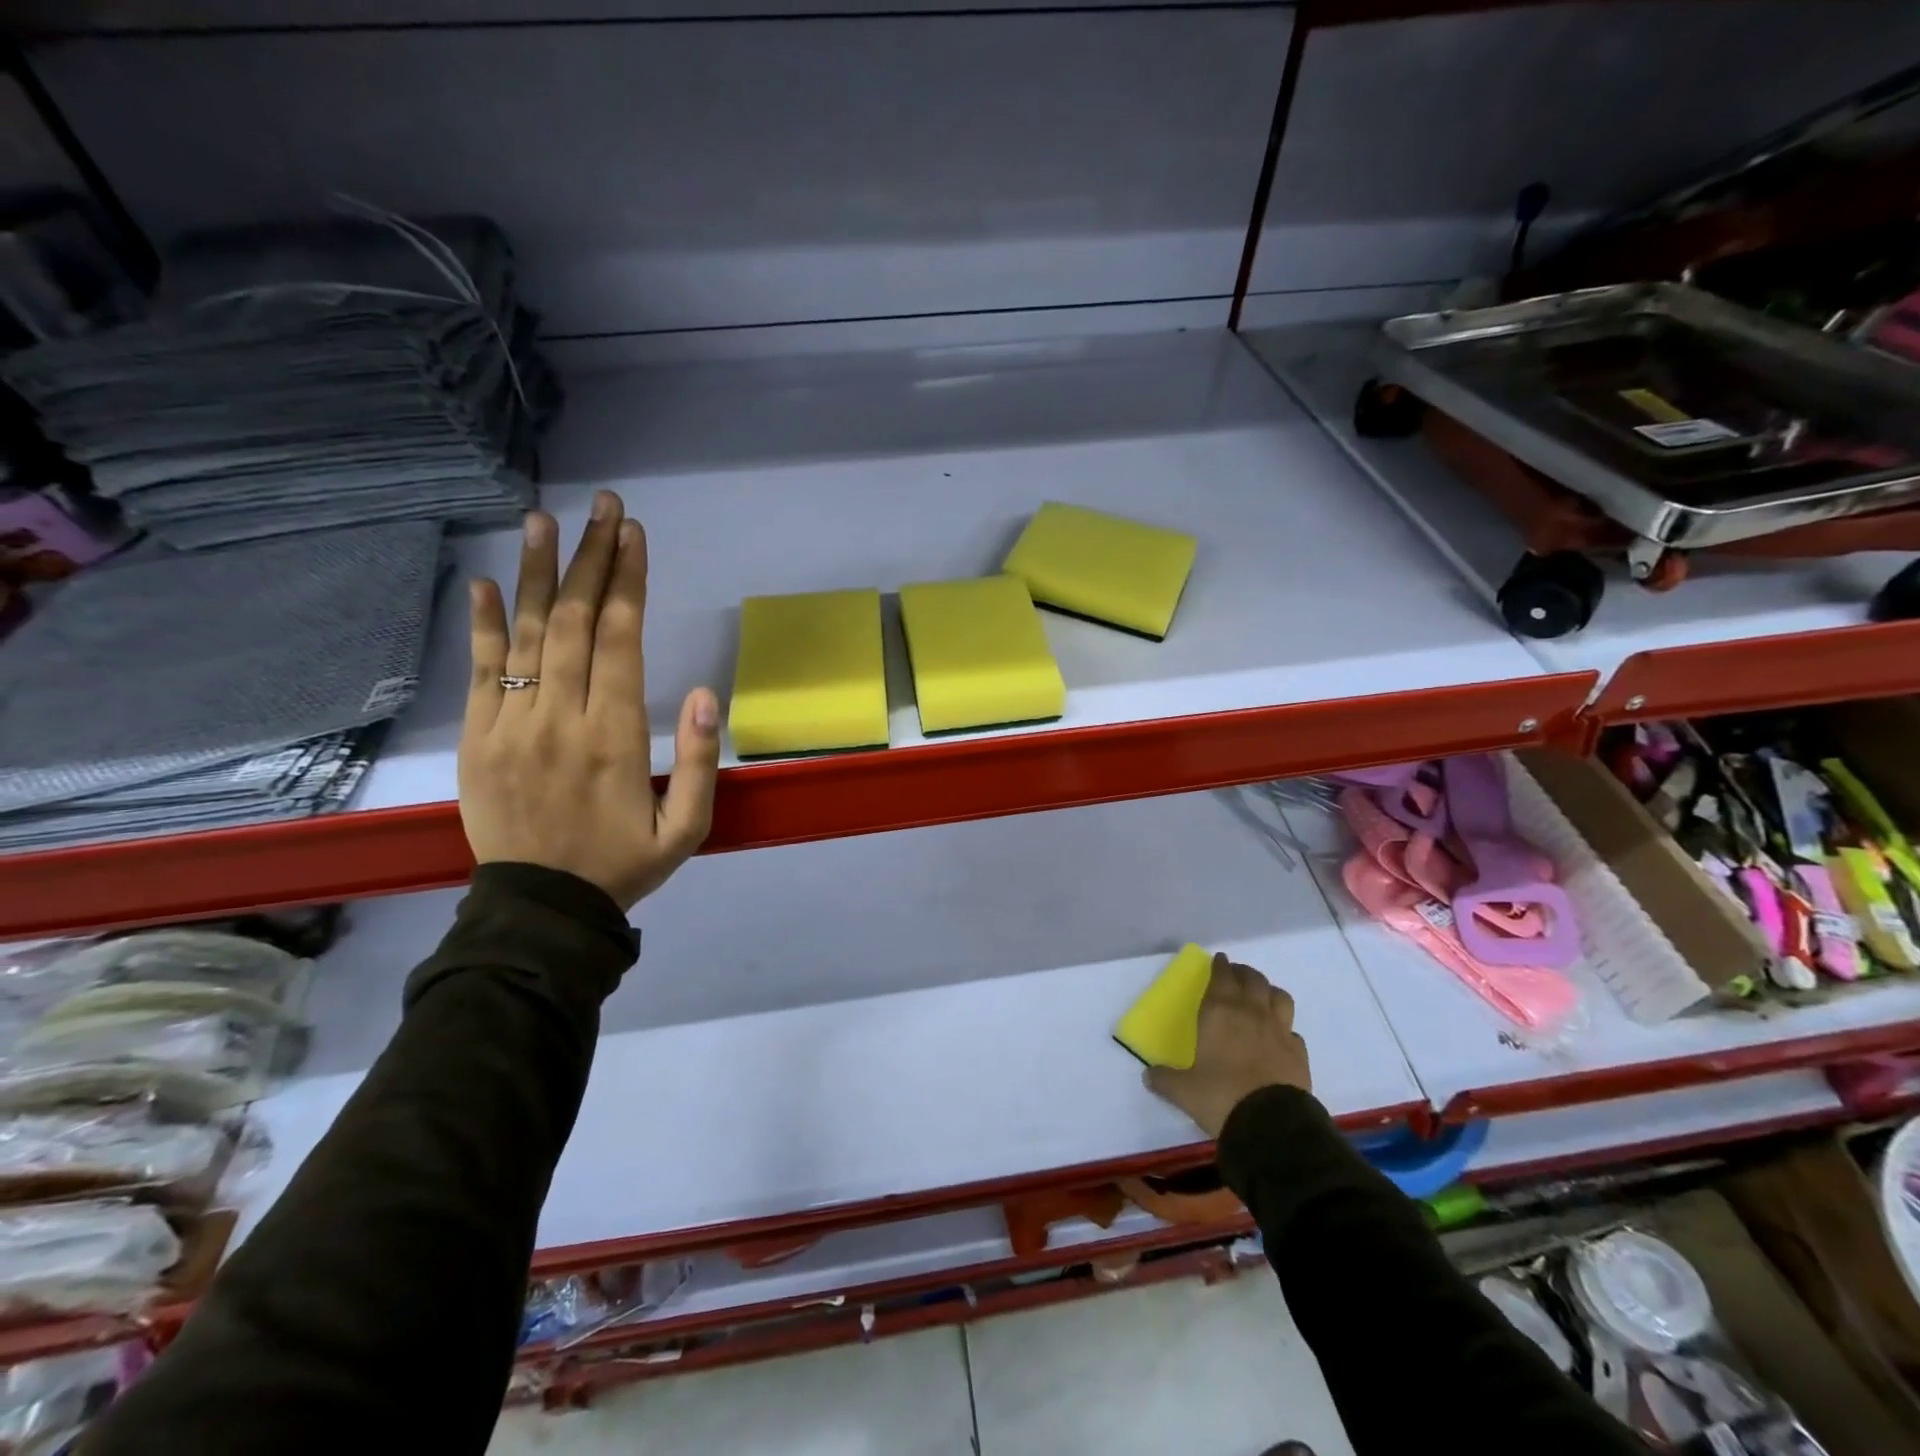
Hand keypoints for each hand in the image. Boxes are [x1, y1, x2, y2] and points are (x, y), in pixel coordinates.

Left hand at [458, 490, 720, 910]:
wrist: (541, 910)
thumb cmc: (623, 864)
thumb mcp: (687, 829)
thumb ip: (698, 762)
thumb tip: (705, 694)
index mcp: (613, 736)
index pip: (620, 640)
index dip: (627, 582)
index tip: (634, 536)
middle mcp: (559, 718)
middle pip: (575, 622)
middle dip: (591, 558)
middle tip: (603, 506)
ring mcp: (510, 726)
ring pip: (526, 635)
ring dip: (537, 574)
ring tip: (543, 520)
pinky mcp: (477, 740)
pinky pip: (479, 672)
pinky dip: (482, 624)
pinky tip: (486, 583)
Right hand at [1145, 955, 1311, 1138]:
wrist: (1272, 1124)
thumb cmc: (1221, 1097)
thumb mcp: (1183, 1091)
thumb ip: (1164, 1079)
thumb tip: (1148, 1075)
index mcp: (1219, 1012)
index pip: (1222, 976)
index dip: (1220, 966)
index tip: (1219, 960)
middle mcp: (1251, 1013)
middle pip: (1252, 979)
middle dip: (1243, 973)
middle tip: (1236, 974)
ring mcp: (1278, 1030)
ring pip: (1279, 996)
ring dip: (1269, 991)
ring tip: (1261, 996)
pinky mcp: (1299, 1052)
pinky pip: (1292, 1029)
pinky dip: (1284, 1027)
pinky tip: (1279, 1036)